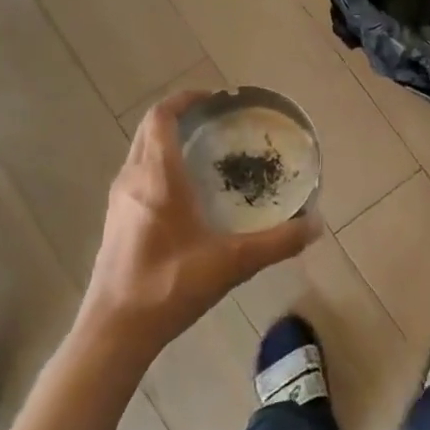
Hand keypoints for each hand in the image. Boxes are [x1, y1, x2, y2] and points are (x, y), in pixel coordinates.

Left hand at [78, 90, 320, 366]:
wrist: (114, 331)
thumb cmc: (169, 286)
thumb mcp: (232, 263)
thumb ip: (277, 242)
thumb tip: (315, 225)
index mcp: (156, 177)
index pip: (162, 117)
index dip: (185, 100)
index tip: (215, 98)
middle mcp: (132, 179)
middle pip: (149, 130)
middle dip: (179, 116)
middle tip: (217, 121)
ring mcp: (119, 201)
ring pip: (141, 152)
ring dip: (167, 141)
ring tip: (205, 151)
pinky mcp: (116, 221)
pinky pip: (138, 175)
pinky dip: (159, 165)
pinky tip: (186, 193)